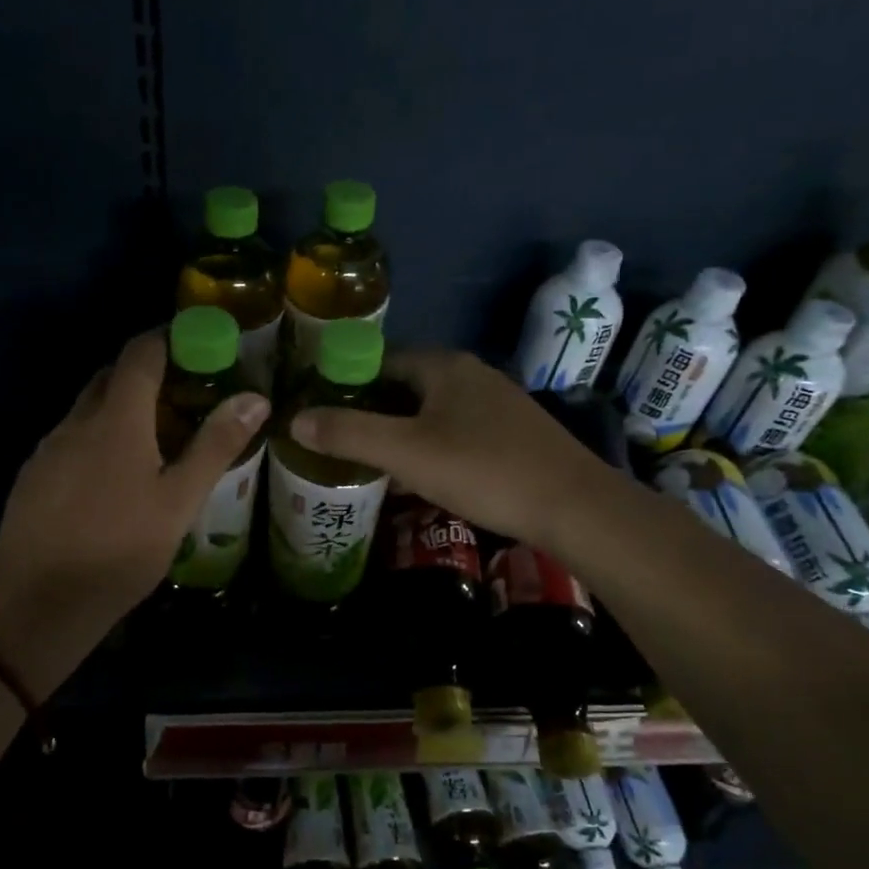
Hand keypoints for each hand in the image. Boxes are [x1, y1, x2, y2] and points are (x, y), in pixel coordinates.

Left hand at [0, 332, 268, 690]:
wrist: (38, 603)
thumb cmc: (120, 550)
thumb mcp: (179, 501)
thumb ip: (215, 446)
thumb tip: (256, 397)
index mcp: (116, 419)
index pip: (139, 354)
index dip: (167, 340)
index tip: (197, 347)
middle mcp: (76, 422)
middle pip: (111, 377)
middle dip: (146, 374)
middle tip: (185, 396)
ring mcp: (48, 449)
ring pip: (88, 410)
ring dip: (120, 409)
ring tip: (155, 440)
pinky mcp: (32, 477)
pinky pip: (70, 440)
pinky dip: (97, 439)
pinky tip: (113, 479)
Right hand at [290, 348, 595, 547]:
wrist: (574, 507)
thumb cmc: (484, 470)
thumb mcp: (407, 453)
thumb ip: (349, 434)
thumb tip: (294, 420)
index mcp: (443, 366)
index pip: (379, 361)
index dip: (345, 384)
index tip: (319, 414)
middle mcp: (470, 375)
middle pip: (404, 387)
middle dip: (370, 413)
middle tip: (337, 444)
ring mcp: (495, 405)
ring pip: (430, 413)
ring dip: (399, 434)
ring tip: (368, 464)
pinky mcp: (511, 435)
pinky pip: (454, 433)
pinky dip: (428, 448)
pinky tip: (419, 478)